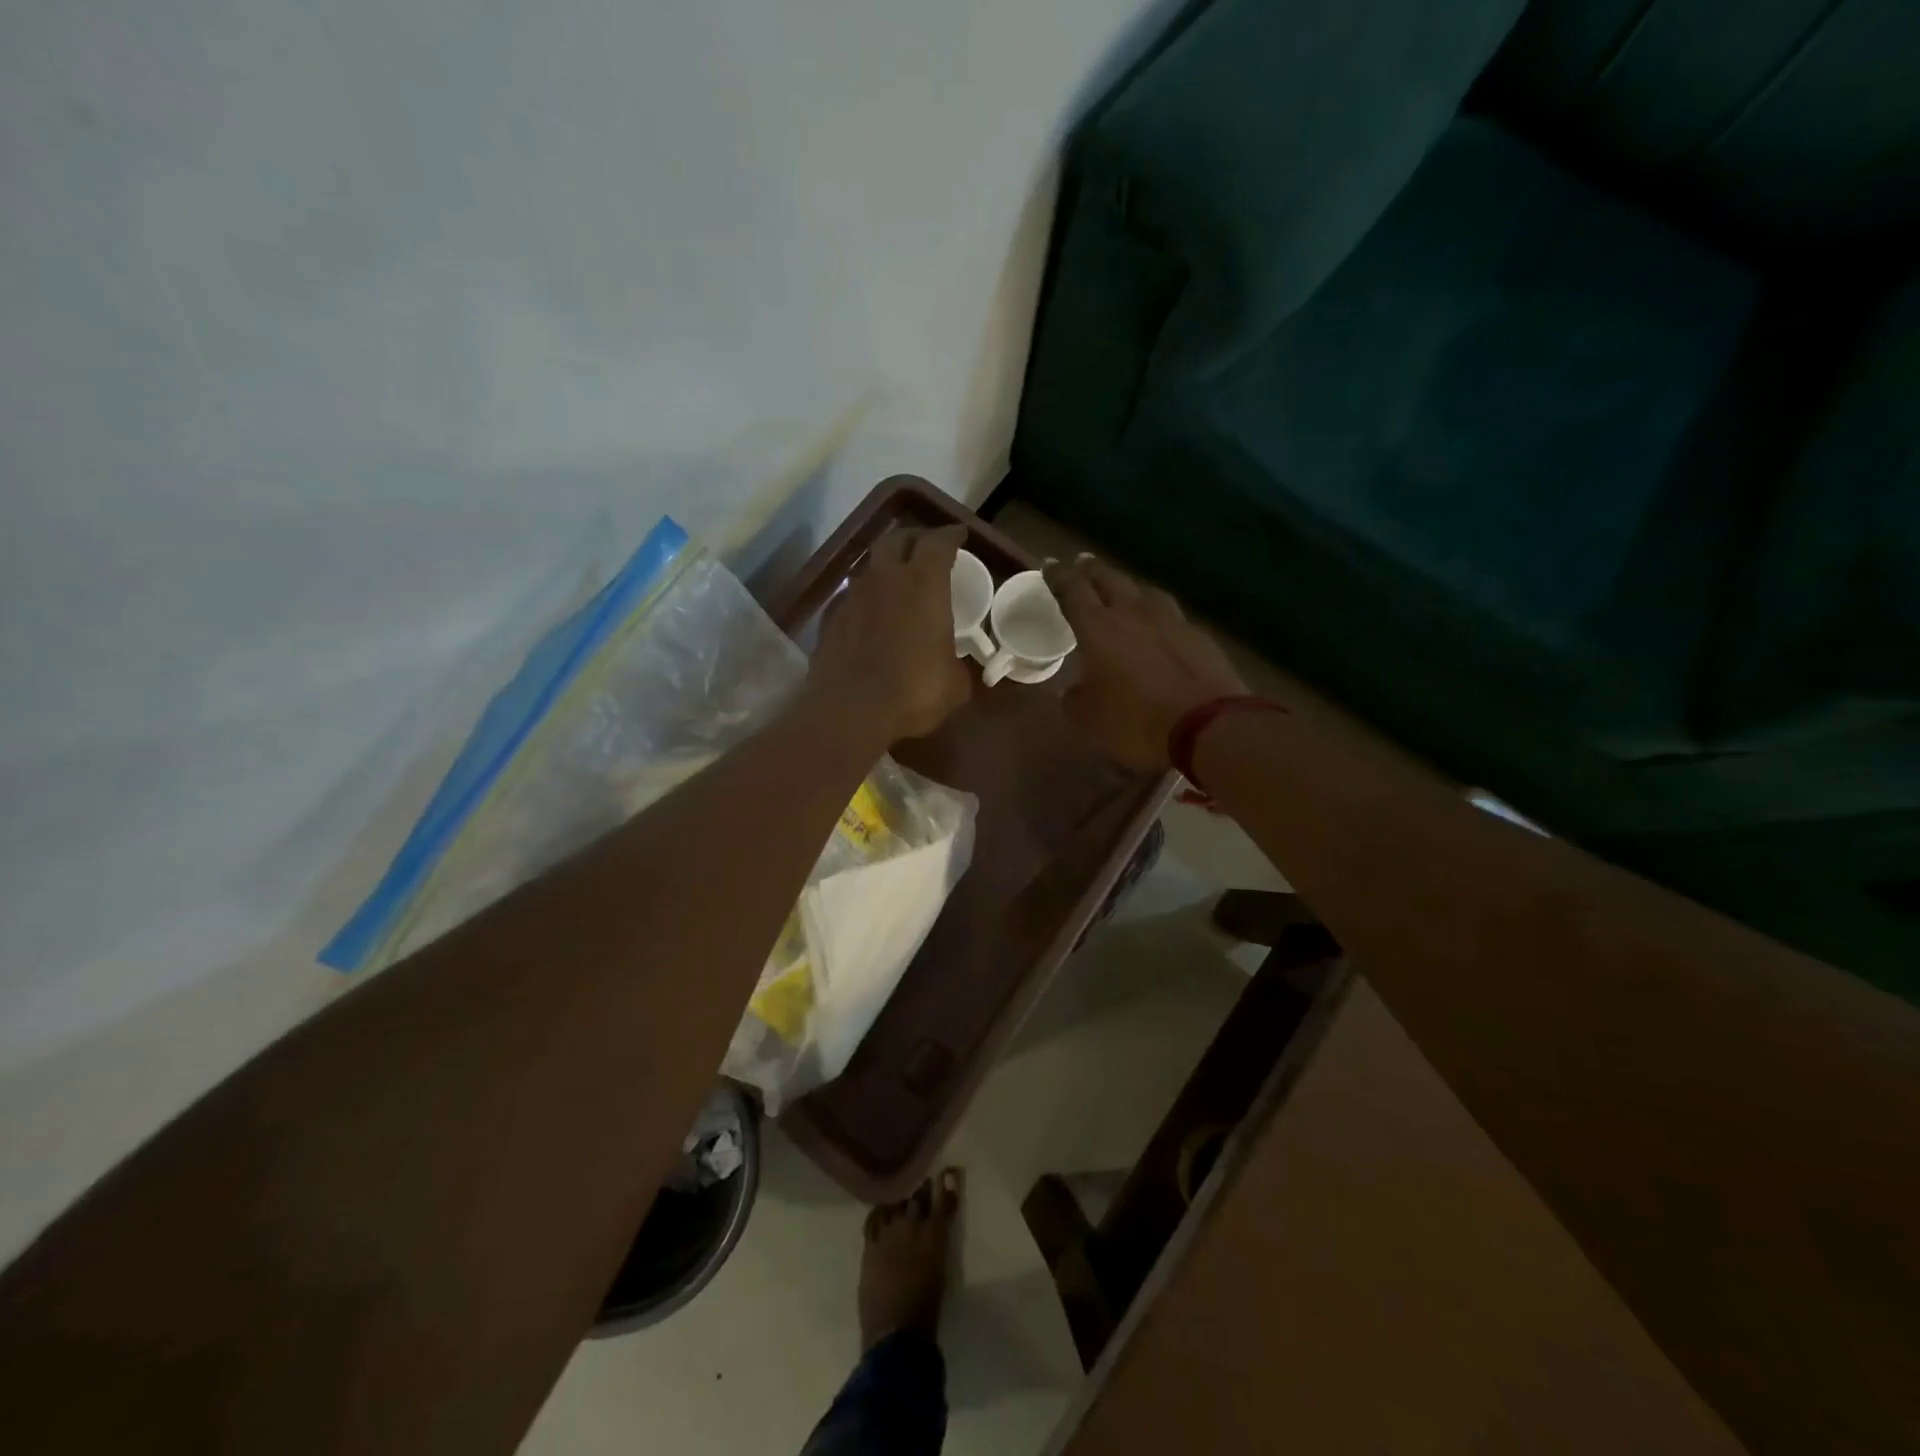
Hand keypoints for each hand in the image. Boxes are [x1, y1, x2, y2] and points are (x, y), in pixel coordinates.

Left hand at [808, 524, 970, 743]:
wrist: (850, 711)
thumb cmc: (914, 692)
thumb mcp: (954, 684)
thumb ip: (957, 664)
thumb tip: (955, 666)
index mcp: (924, 584)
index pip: (938, 542)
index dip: (950, 535)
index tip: (958, 536)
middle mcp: (885, 578)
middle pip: (897, 539)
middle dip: (914, 539)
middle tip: (925, 549)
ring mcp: (852, 596)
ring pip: (869, 565)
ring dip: (884, 566)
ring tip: (895, 580)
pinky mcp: (829, 618)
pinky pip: (850, 595)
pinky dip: (864, 597)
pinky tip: (869, 614)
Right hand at [1047, 556, 1246, 770]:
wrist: (1206, 727)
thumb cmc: (1136, 721)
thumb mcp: (1090, 718)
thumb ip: (1075, 699)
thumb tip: (1072, 691)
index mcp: (1098, 628)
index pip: (1072, 591)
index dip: (1058, 576)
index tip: (1050, 564)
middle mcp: (1133, 613)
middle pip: (1109, 580)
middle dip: (1092, 570)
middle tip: (1082, 563)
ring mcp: (1170, 621)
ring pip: (1144, 591)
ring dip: (1128, 588)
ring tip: (1123, 591)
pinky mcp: (1198, 635)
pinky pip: (1171, 615)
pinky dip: (1158, 615)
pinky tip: (1159, 625)